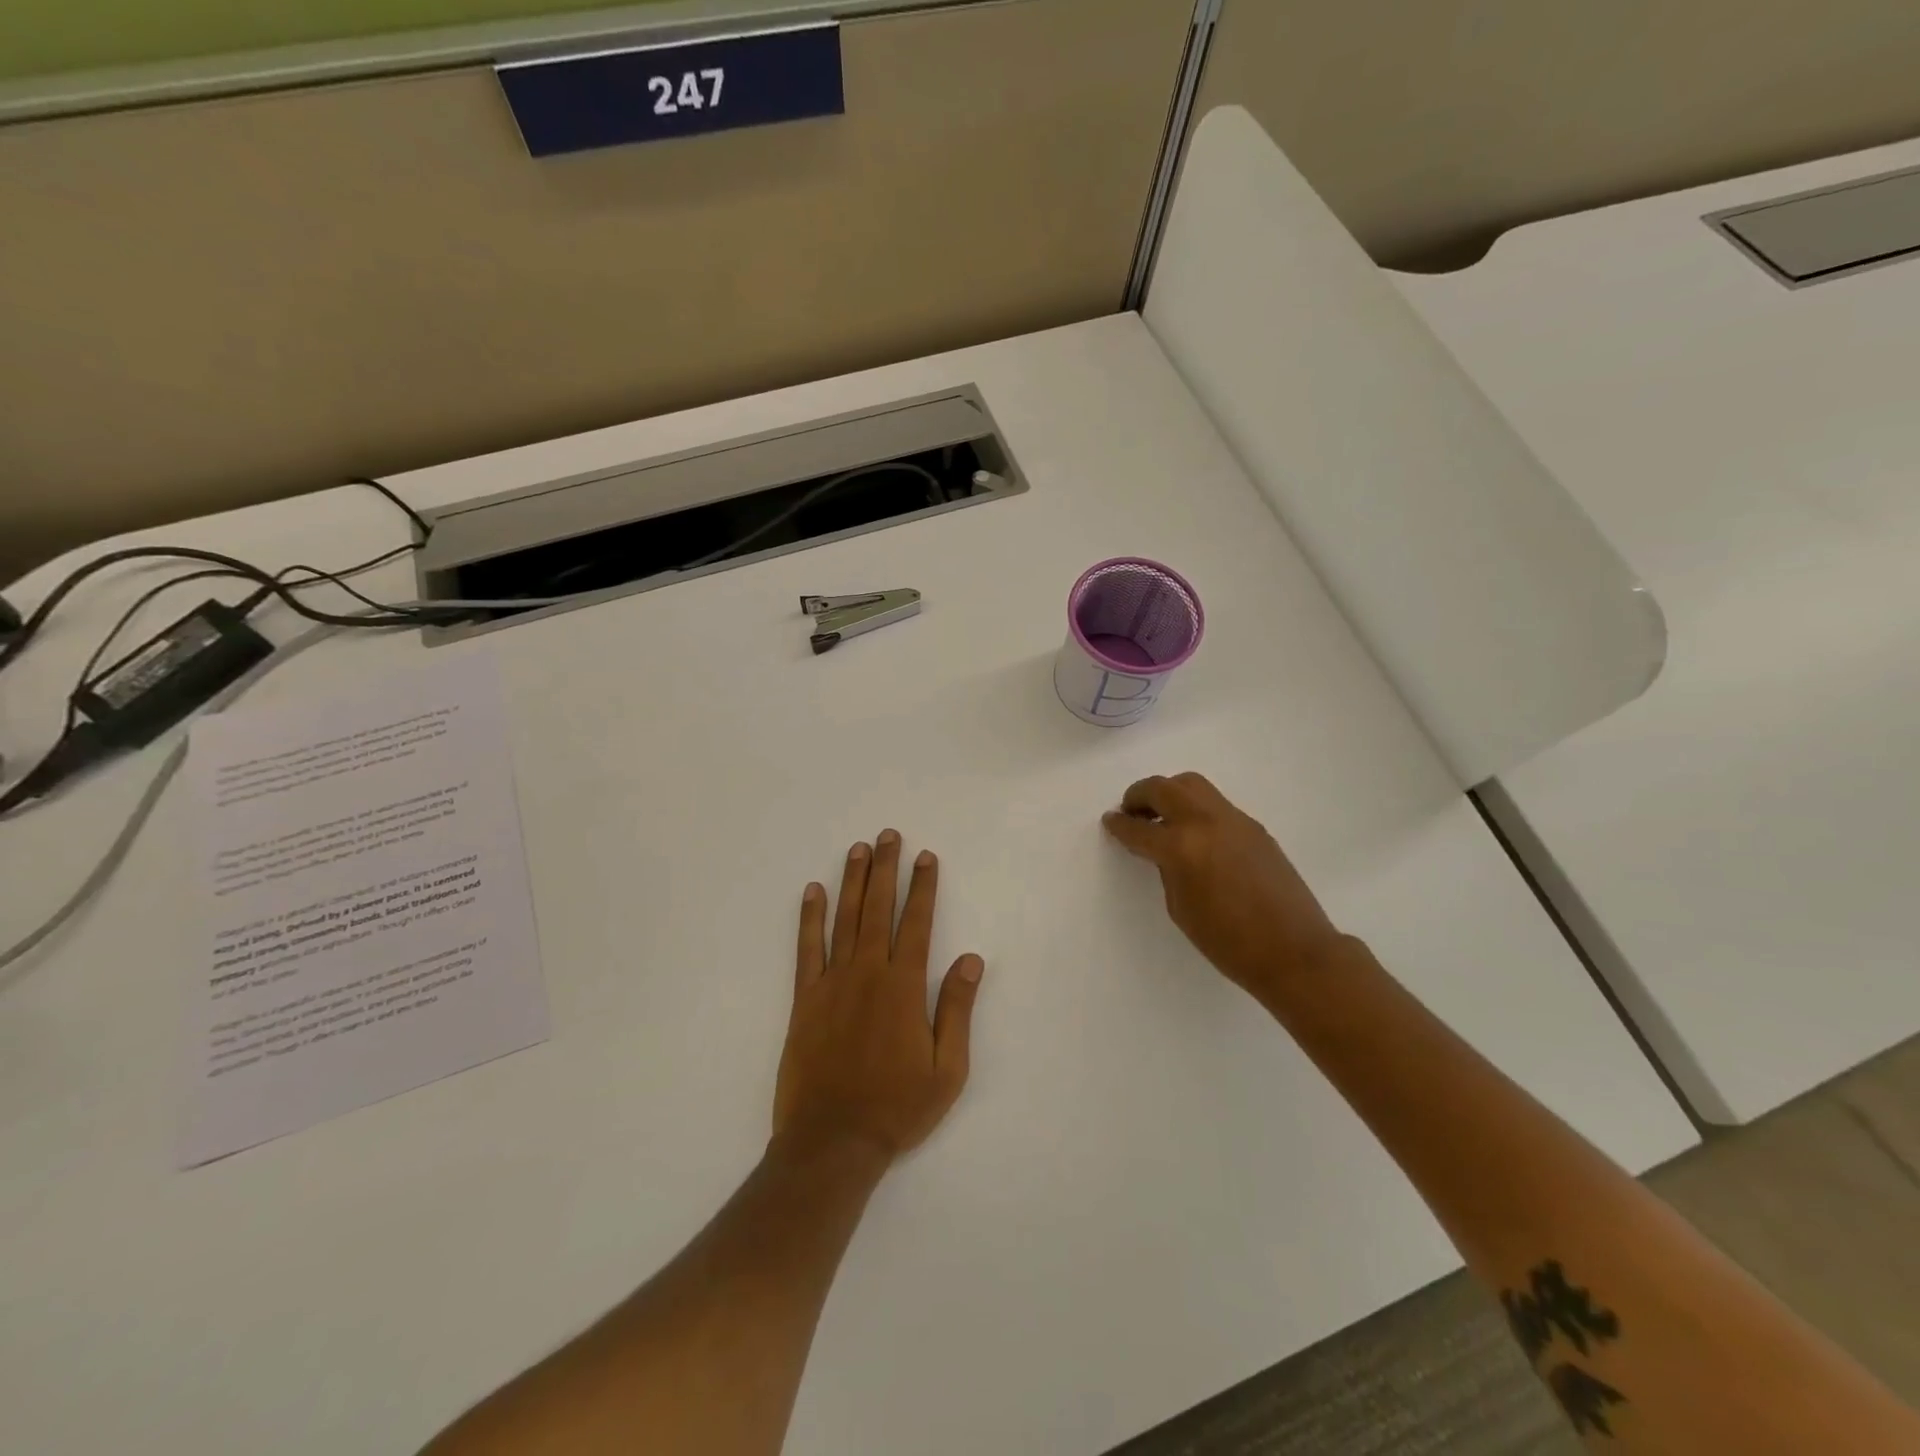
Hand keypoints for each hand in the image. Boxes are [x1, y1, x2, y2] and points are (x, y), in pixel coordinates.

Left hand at [774, 830, 985, 1166]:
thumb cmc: (897, 1107)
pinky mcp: (804, 1000)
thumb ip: (956, 1009)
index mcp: (904, 987)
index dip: (923, 887)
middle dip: (886, 869)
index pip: (917, 923)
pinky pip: (806, 949)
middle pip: (878, 909)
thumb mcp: (947, 1068)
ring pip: (844, 919)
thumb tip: (970, 959)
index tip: (925, 857)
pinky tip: (812, 891)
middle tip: (888, 836)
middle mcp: (868, 973)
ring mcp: (832, 983)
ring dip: (852, 881)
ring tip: (858, 849)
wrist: (832, 1142)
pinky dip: (809, 918)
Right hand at [1102, 773, 1349, 1005]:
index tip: (1110, 821)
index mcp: (1181, 847)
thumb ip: (1168, 869)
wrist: (1294, 951)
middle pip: (1164, 788)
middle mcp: (1206, 822)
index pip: (1139, 828)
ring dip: (1170, 794)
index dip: (1119, 825)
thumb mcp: (1181, 908)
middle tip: (1131, 811)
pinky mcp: (1254, 827)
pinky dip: (1196, 809)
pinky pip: (1216, 804)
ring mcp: (1234, 820)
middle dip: (1140, 795)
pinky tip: (1195, 835)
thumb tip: (1165, 851)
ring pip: (1193, 786)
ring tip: (1161, 816)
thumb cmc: (1228, 942)